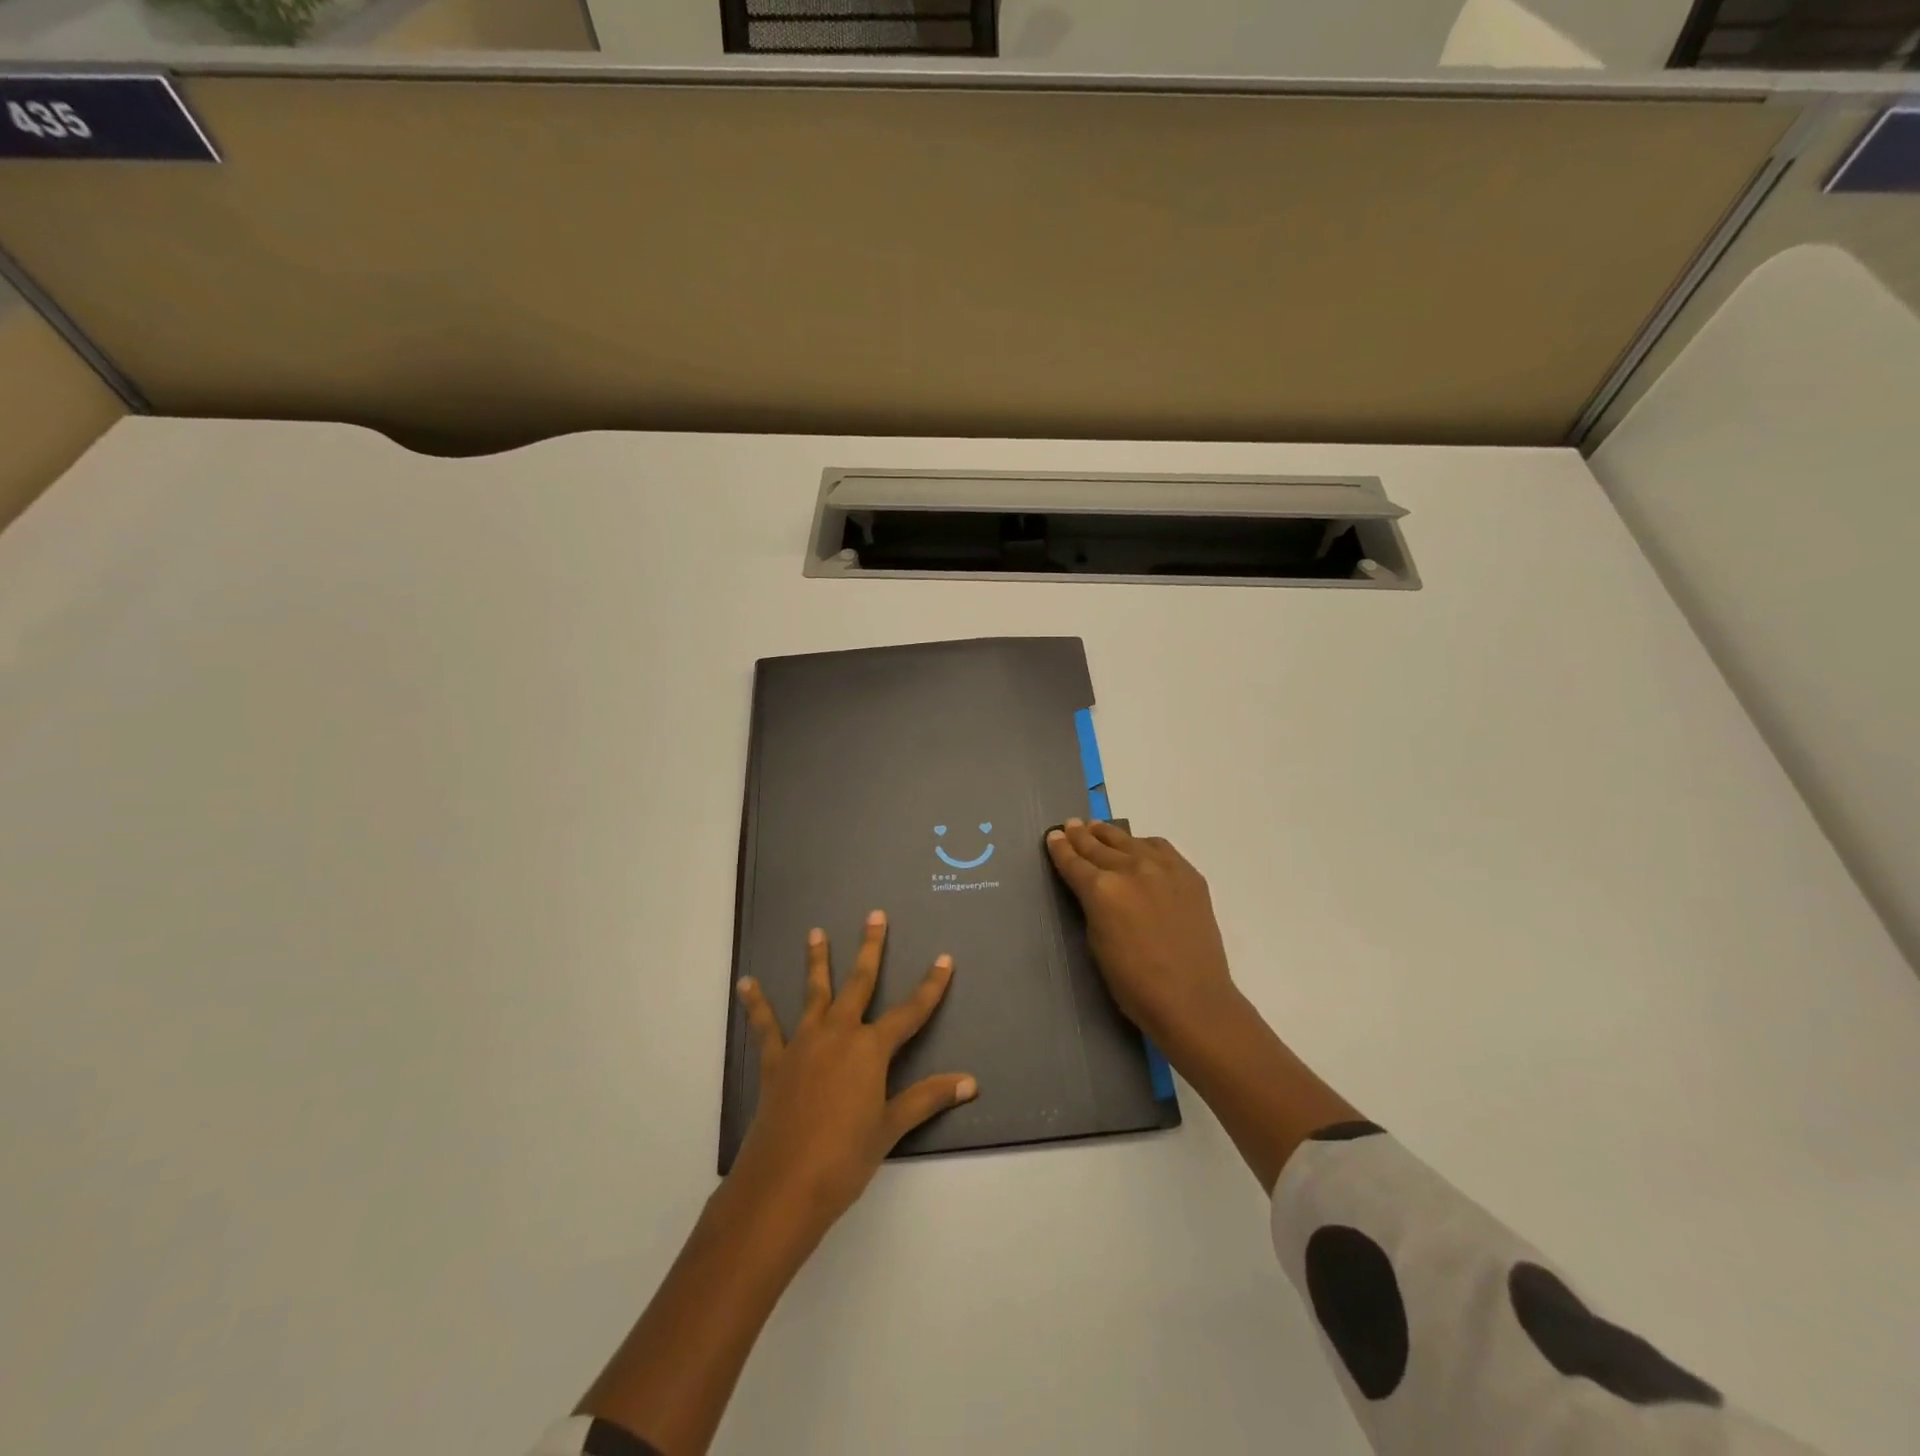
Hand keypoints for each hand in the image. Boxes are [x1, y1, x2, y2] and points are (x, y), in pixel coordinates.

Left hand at [729, 911, 977, 1245]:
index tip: (944, 959)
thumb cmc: (844, 1158)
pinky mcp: (775, 1061)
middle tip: (875, 915)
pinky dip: (756, 1004)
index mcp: (871, 1049)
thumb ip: (927, 1098)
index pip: (910, 1011)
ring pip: (814, 992)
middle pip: (859, 983)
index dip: (931, 985)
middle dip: (870, 948)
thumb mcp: (891, 1127)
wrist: (783, 1185)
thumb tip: (970, 1082)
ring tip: (815, 932)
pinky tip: (747, 984)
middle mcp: (839, 1033)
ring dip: (816, 961)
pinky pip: (766, 1026)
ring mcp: (804, 1043)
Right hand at [1045, 819, 1243, 1053]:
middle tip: (1070, 826)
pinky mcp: (1188, 874)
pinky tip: (1138, 846)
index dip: (1061, 849)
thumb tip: (1091, 888)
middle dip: (1081, 836)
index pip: (1074, 862)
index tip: (1053, 836)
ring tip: (1097, 828)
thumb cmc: (1134, 983)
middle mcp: (1131, 869)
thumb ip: (1092, 906)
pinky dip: (1143, 844)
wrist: (1192, 998)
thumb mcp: (1097, 943)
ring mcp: (1163, 868)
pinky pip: (1160, 848)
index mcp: (1102, 889)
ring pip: (1129, 841)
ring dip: (1109, 835)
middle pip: (1098, 846)